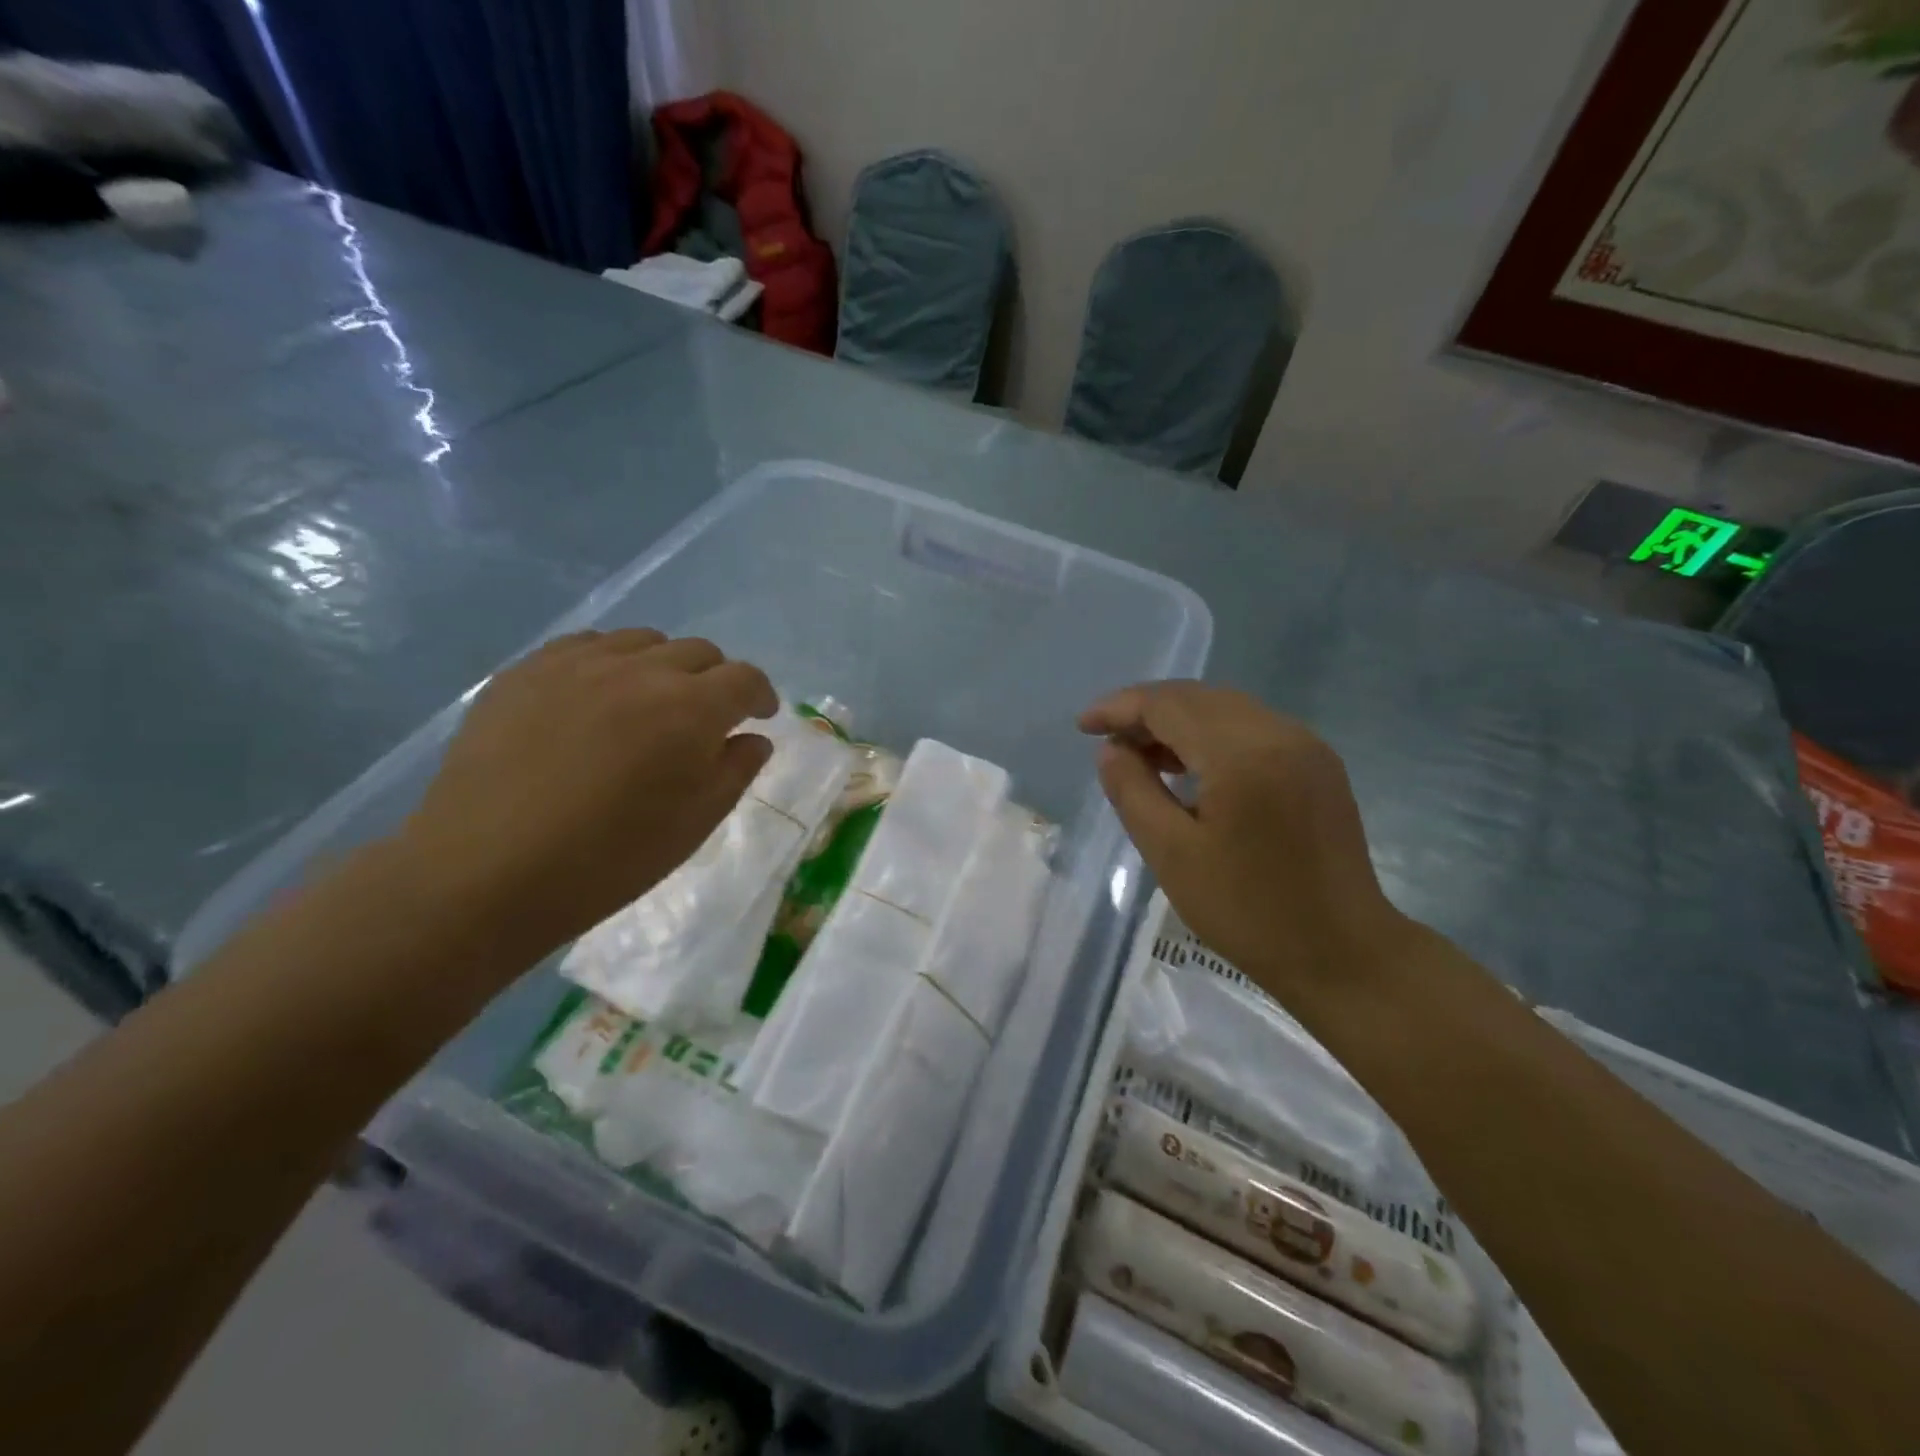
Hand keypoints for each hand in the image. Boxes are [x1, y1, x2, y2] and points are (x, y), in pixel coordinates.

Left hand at [401, 630, 776, 962]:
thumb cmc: (608, 859)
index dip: (760, 694)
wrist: (487, 871)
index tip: (759, 715)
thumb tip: (752, 738)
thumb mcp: (694, 824)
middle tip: (704, 718)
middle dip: (714, 680)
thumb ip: (735, 770)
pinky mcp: (527, 669)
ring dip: (662, 667)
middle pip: (698, 652)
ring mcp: (578, 663)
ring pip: (642, 641)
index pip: (745, 678)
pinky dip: (609, 664)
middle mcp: (640, 670)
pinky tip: (595, 700)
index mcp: (691, 709)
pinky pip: (586, 646)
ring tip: (648, 704)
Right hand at [1080, 681, 1411, 1011]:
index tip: (1083, 727)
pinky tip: (1190, 767)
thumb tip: (1111, 750)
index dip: (1120, 708)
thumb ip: (1133, 791)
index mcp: (1243, 753)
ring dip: (1179, 722)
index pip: (1169, 704)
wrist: (1342, 954)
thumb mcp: (1171, 854)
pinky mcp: (1318, 765)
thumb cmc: (1247, 911)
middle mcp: (1280, 733)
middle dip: (1146, 711)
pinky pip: (1252, 729)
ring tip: (1141, 756)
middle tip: (1108, 743)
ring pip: (1226, 709)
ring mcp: (1306, 746)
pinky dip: (1212, 736)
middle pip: (1198, 698)